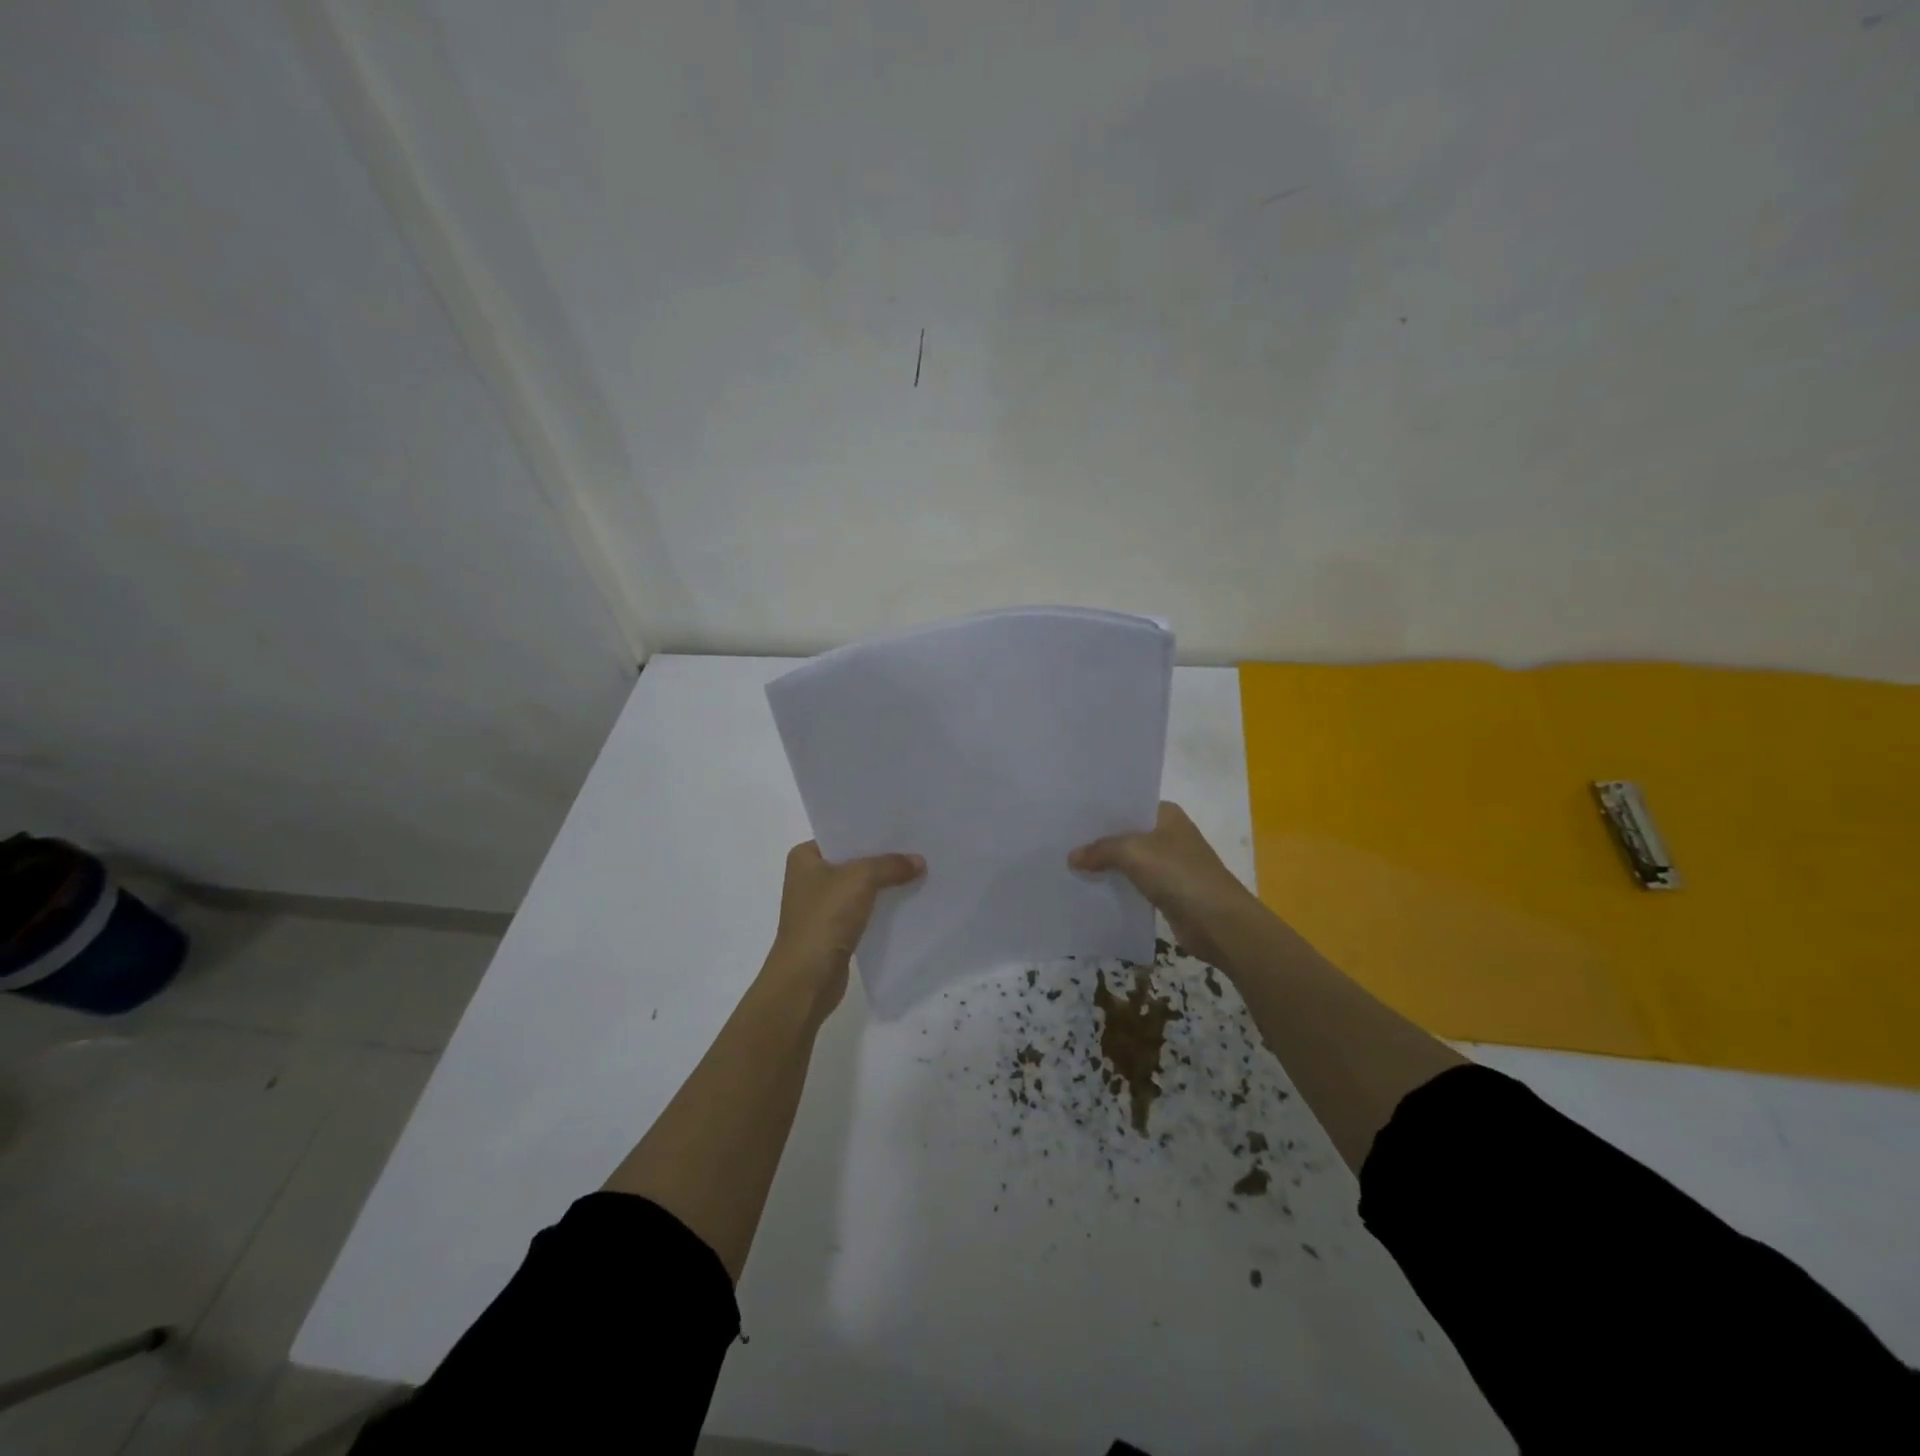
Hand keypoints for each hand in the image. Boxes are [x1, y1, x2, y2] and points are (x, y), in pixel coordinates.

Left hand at [762, 841, 923, 1020]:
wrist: (806, 980)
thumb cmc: (824, 919)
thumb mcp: (860, 880)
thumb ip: (890, 865)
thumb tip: (919, 861)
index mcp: (805, 857)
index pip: (842, 834)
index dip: (872, 830)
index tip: (903, 824)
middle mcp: (810, 878)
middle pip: (854, 859)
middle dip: (883, 856)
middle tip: (918, 845)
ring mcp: (822, 906)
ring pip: (861, 886)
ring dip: (886, 882)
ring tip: (920, 870)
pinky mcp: (835, 930)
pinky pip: (864, 909)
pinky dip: (883, 906)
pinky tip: (909, 900)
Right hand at [1069, 802, 1259, 968]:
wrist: (1218, 922)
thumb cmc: (1178, 874)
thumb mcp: (1133, 852)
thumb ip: (1100, 850)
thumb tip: (1072, 858)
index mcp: (1166, 814)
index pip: (1127, 804)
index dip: (1100, 810)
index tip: (1069, 814)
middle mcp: (1168, 834)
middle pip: (1126, 832)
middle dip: (1098, 838)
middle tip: (1061, 840)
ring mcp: (1169, 863)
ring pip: (1128, 859)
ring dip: (1105, 864)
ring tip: (1068, 863)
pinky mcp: (1167, 891)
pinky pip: (1134, 883)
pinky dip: (1116, 885)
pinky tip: (1090, 887)